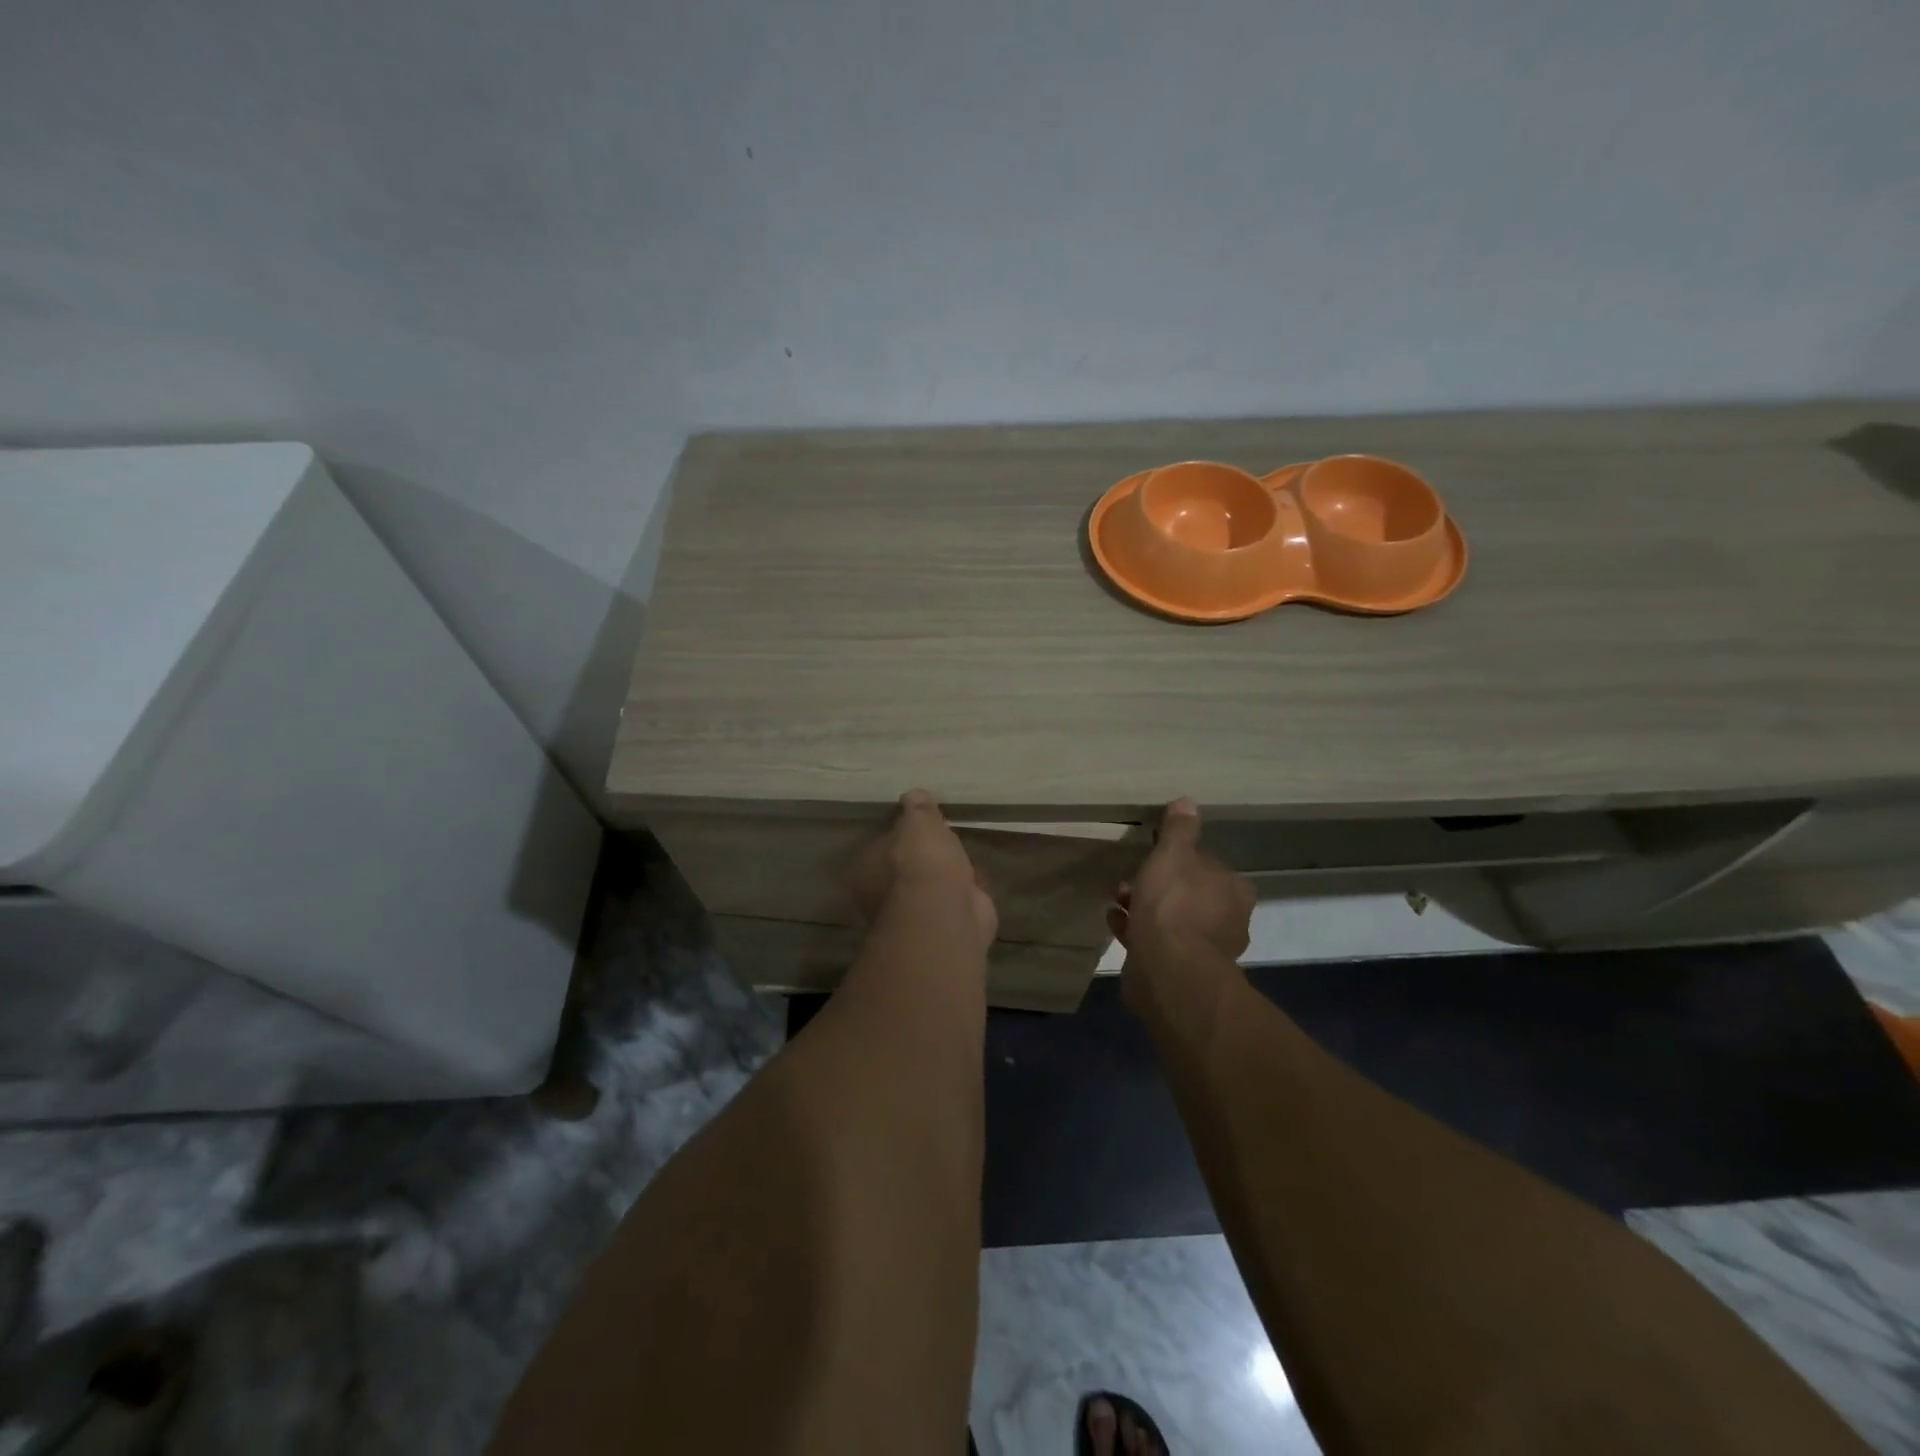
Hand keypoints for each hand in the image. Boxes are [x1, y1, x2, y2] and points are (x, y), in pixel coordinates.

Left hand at [846, 790, 998, 948]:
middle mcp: (883, 897)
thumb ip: (917, 808)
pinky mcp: (943, 927)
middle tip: (943, 837)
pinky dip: (965, 890)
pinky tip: (977, 876)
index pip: (879, 846)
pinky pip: (953, 900)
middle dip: (925, 856)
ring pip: (931, 887)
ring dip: (947, 873)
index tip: (919, 823)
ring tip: (962, 853)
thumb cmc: (921, 860)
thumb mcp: (918, 821)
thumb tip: (914, 795)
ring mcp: (914, 915)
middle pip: (905, 868)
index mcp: (864, 870)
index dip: (900, 834)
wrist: (946, 909)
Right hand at [1108, 799, 1253, 1004]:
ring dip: (1145, 908)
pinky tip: (1115, 921)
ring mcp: (1206, 950)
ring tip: (1117, 900)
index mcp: (1233, 890)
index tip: (1156, 855)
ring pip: (1172, 920)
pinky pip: (1157, 943)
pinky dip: (1138, 931)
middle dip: (1159, 886)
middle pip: (1190, 894)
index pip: (1209, 865)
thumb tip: (1187, 802)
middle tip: (1131, 879)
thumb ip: (1179, 830)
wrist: (1168, 971)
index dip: (1182, 859)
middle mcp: (1228, 920)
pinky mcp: (1182, 972)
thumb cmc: (1174, 905)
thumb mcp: (1173, 855)